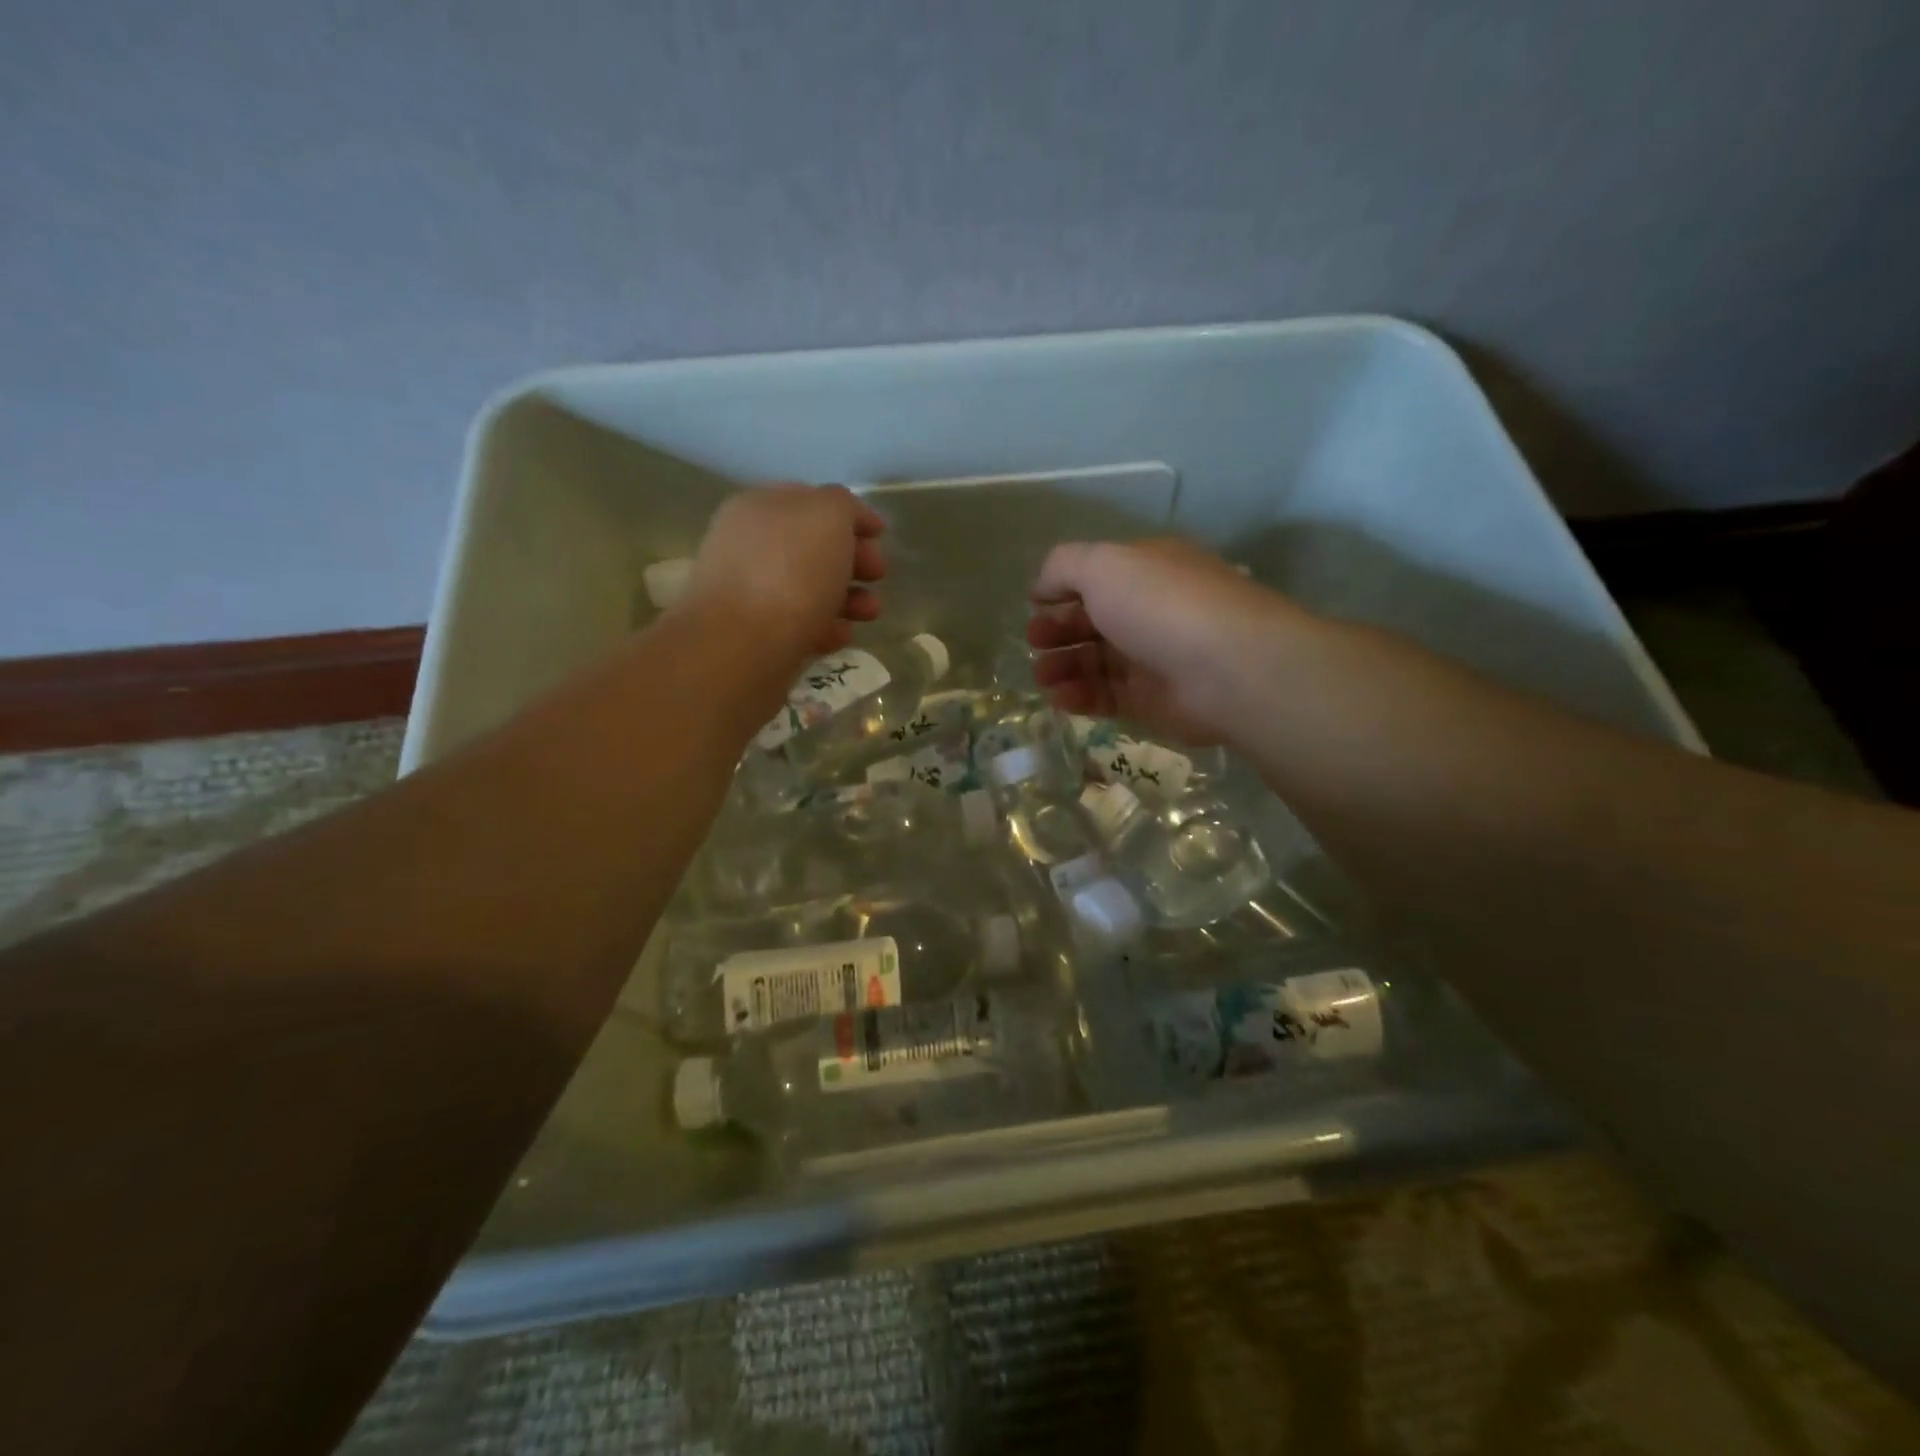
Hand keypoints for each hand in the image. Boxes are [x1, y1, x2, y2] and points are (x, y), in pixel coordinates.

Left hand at [680, 484, 886, 659]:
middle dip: (853, 560)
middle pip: (813, 548)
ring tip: (870, 613)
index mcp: (760, 508)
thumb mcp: (827, 515)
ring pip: (811, 589)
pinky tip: (840, 636)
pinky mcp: (759, 637)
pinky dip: (826, 628)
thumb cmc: (789, 572)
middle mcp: (751, 546)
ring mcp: (752, 593)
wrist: (742, 647)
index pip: (811, 501)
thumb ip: (843, 505)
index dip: (851, 515)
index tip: (881, 536)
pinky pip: (801, 626)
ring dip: (848, 598)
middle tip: (877, 575)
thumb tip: (849, 519)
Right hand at [1027, 538, 1311, 746]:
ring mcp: (1152, 658)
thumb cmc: (1161, 604)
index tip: (1034, 606)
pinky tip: (1059, 698)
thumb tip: (1041, 587)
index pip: (1096, 578)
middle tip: (1034, 643)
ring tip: (1042, 677)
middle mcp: (1150, 611)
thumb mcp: (1104, 565)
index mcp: (1145, 571)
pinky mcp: (1152, 701)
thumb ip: (1064, 567)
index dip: (1061, 590)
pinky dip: (1079, 697)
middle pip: (1093, 621)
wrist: (1227, 669)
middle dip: (1057, 631)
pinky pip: (1107, 697)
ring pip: (1096, 663)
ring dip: (1062, 667)